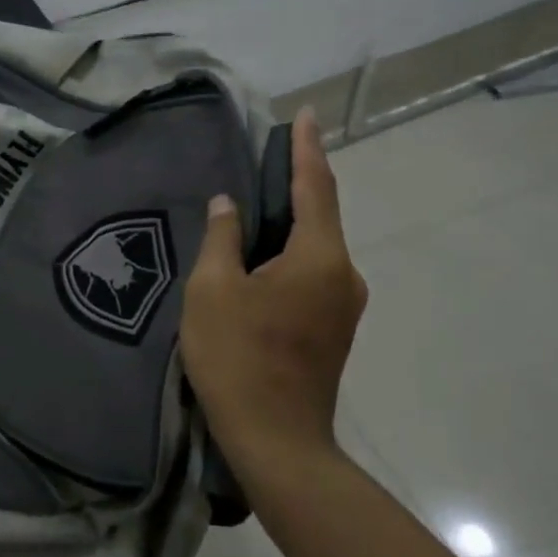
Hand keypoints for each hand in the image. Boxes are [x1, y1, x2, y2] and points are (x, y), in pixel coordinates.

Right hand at [181, 106, 368, 472]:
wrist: (278, 442)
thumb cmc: (239, 358)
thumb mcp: (213, 290)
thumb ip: (222, 238)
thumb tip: (229, 204)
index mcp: (319, 257)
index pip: (315, 187)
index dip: (307, 148)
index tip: (307, 114)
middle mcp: (344, 275)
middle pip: (320, 215)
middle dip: (297, 182)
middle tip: (268, 156)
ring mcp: (343, 305)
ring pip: (316, 247)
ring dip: (291, 221)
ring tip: (257, 204)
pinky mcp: (333, 329)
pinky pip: (313, 272)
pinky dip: (291, 252)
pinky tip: (262, 256)